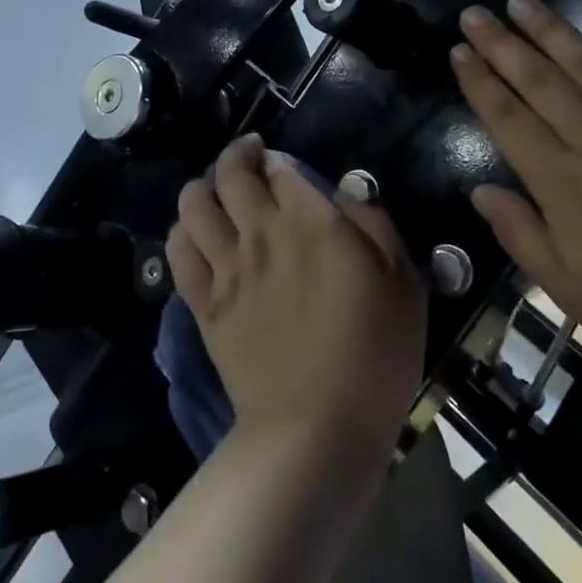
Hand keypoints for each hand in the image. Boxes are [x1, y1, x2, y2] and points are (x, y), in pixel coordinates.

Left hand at [167, 135, 426, 459]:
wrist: (318, 426)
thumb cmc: (374, 353)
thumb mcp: (403, 281)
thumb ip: (374, 223)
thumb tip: (346, 191)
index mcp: (310, 221)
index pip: (280, 168)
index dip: (278, 159)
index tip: (282, 165)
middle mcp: (260, 232)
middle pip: (231, 174)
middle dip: (238, 156)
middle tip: (249, 160)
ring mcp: (226, 267)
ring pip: (194, 204)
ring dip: (202, 188)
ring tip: (215, 193)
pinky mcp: (204, 304)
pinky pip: (178, 252)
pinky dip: (182, 233)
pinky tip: (196, 237)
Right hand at [450, 0, 581, 386]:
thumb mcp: (573, 292)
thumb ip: (521, 236)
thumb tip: (480, 191)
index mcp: (563, 184)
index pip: (507, 120)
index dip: (478, 83)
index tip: (457, 51)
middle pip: (540, 83)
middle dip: (501, 45)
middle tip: (474, 13)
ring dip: (552, 30)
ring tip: (522, 1)